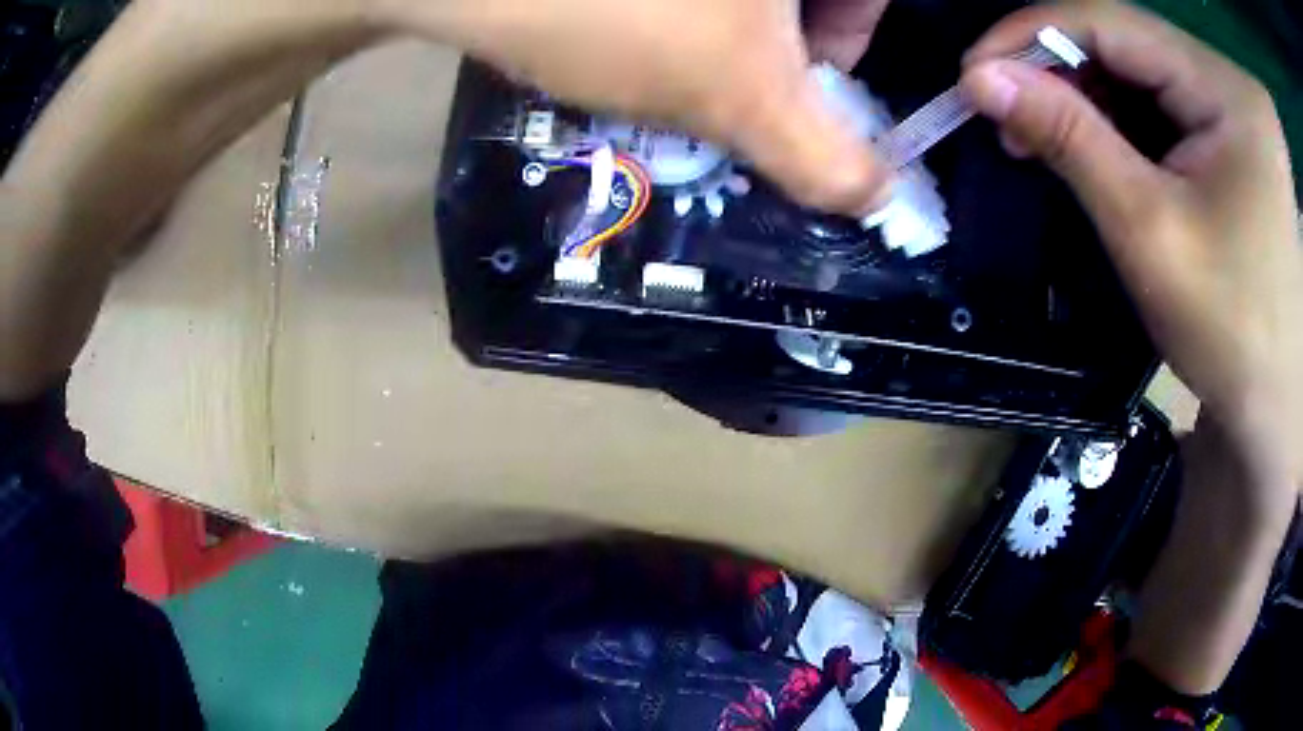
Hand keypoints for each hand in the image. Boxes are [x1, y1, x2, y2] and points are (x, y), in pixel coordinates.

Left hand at [376, 0, 891, 214]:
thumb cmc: (616, 14)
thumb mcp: (736, 92)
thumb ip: (823, 153)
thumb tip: (875, 195)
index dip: (849, 38)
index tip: (805, 79)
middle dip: (782, 39)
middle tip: (733, 80)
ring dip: (726, 28)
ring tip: (669, 59)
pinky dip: (682, 12)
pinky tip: (633, 29)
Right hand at [961, 4, 1302, 486]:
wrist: (1271, 399)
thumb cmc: (1228, 332)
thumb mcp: (1147, 231)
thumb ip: (1068, 138)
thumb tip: (980, 77)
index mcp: (1228, 93)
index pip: (1111, 21)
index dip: (1032, 33)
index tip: (975, 70)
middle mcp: (1229, 80)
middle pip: (1126, 40)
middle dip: (1059, 71)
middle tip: (1006, 114)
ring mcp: (1231, 102)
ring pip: (1137, 67)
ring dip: (1085, 97)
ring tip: (1042, 139)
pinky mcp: (1228, 128)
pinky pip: (1159, 98)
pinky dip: (1117, 119)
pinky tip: (1092, 150)